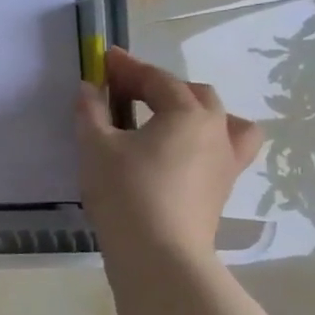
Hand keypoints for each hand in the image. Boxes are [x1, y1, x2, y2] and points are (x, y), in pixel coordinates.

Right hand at [75, 48, 261, 267]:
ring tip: (168, 117)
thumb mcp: (96, 147)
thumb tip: (88, 88)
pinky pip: (226, 149)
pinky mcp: (223, 187)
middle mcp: (216, 129)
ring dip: (193, 109)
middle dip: (159, 85)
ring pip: (222, 119)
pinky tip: (183, 151)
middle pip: (193, 93)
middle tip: (124, 91)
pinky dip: (207, 139)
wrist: (159, 254)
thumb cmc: (125, 193)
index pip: (156, 79)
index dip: (128, 67)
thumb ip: (91, 112)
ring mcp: (226, 160)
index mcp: (187, 113)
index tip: (104, 60)